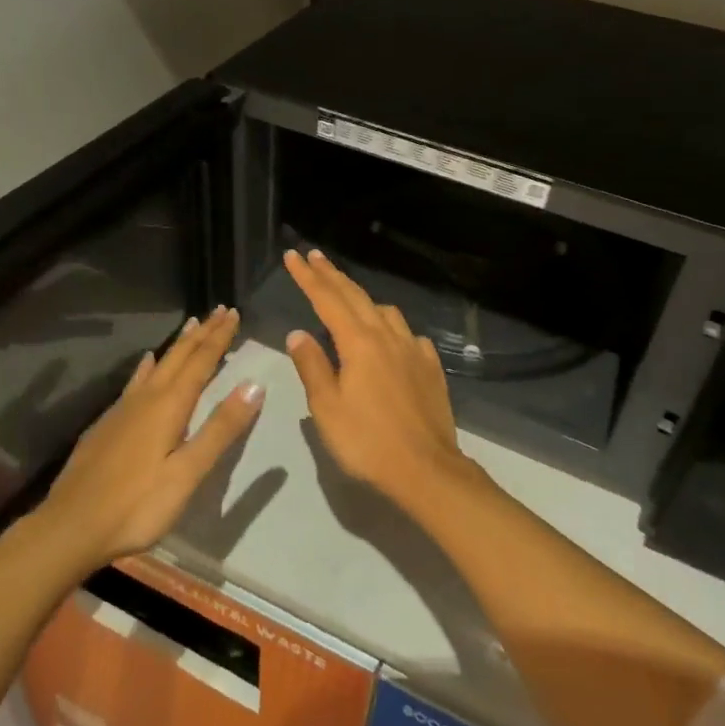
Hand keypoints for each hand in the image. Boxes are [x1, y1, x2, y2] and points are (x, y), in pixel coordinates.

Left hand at [38, 307, 263, 566]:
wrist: (70, 527)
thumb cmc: (136, 505)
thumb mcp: (187, 473)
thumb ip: (220, 428)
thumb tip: (253, 384)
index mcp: (169, 406)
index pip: (201, 362)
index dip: (219, 337)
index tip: (234, 312)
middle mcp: (146, 398)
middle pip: (179, 357)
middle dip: (202, 333)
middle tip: (220, 309)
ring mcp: (123, 410)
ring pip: (157, 365)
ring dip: (178, 344)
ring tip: (190, 324)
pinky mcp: (107, 424)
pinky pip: (136, 381)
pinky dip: (148, 366)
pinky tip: (146, 363)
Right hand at [282, 250, 475, 504]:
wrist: (427, 469)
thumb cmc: (367, 442)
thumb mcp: (327, 408)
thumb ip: (312, 366)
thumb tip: (299, 333)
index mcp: (359, 343)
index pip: (328, 300)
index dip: (308, 277)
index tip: (294, 256)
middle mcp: (388, 336)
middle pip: (356, 296)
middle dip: (333, 275)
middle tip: (314, 256)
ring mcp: (414, 349)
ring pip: (386, 311)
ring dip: (363, 298)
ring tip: (348, 298)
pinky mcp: (431, 367)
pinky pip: (408, 334)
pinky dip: (392, 327)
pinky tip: (390, 339)